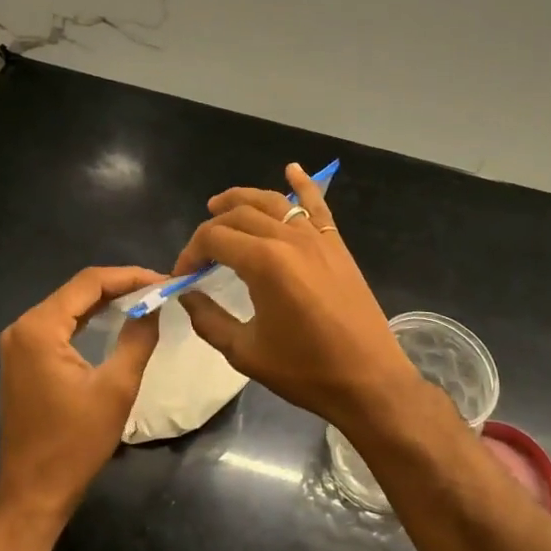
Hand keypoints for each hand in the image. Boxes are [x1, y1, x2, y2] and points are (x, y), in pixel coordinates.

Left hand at [0, 266, 162, 525]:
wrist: (34, 493)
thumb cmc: (75, 443)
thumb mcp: (117, 388)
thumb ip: (137, 338)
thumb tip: (154, 305)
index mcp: (40, 328)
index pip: (90, 283)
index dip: (130, 276)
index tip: (164, 280)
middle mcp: (23, 327)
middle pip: (78, 290)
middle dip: (120, 286)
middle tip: (159, 289)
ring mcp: (19, 343)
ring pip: (69, 306)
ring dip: (106, 301)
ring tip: (145, 299)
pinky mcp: (22, 358)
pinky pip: (60, 325)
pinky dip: (89, 318)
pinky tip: (116, 318)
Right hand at [175, 163, 420, 428]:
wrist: (368, 380)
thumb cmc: (305, 371)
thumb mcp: (245, 351)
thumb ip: (209, 319)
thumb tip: (186, 295)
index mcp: (264, 263)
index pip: (214, 238)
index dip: (191, 252)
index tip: (182, 274)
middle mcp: (289, 239)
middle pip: (239, 215)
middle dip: (212, 227)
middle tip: (199, 252)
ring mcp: (317, 237)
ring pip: (273, 202)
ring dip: (243, 198)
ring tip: (220, 204)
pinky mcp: (337, 244)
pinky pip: (317, 205)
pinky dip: (303, 184)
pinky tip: (291, 169)